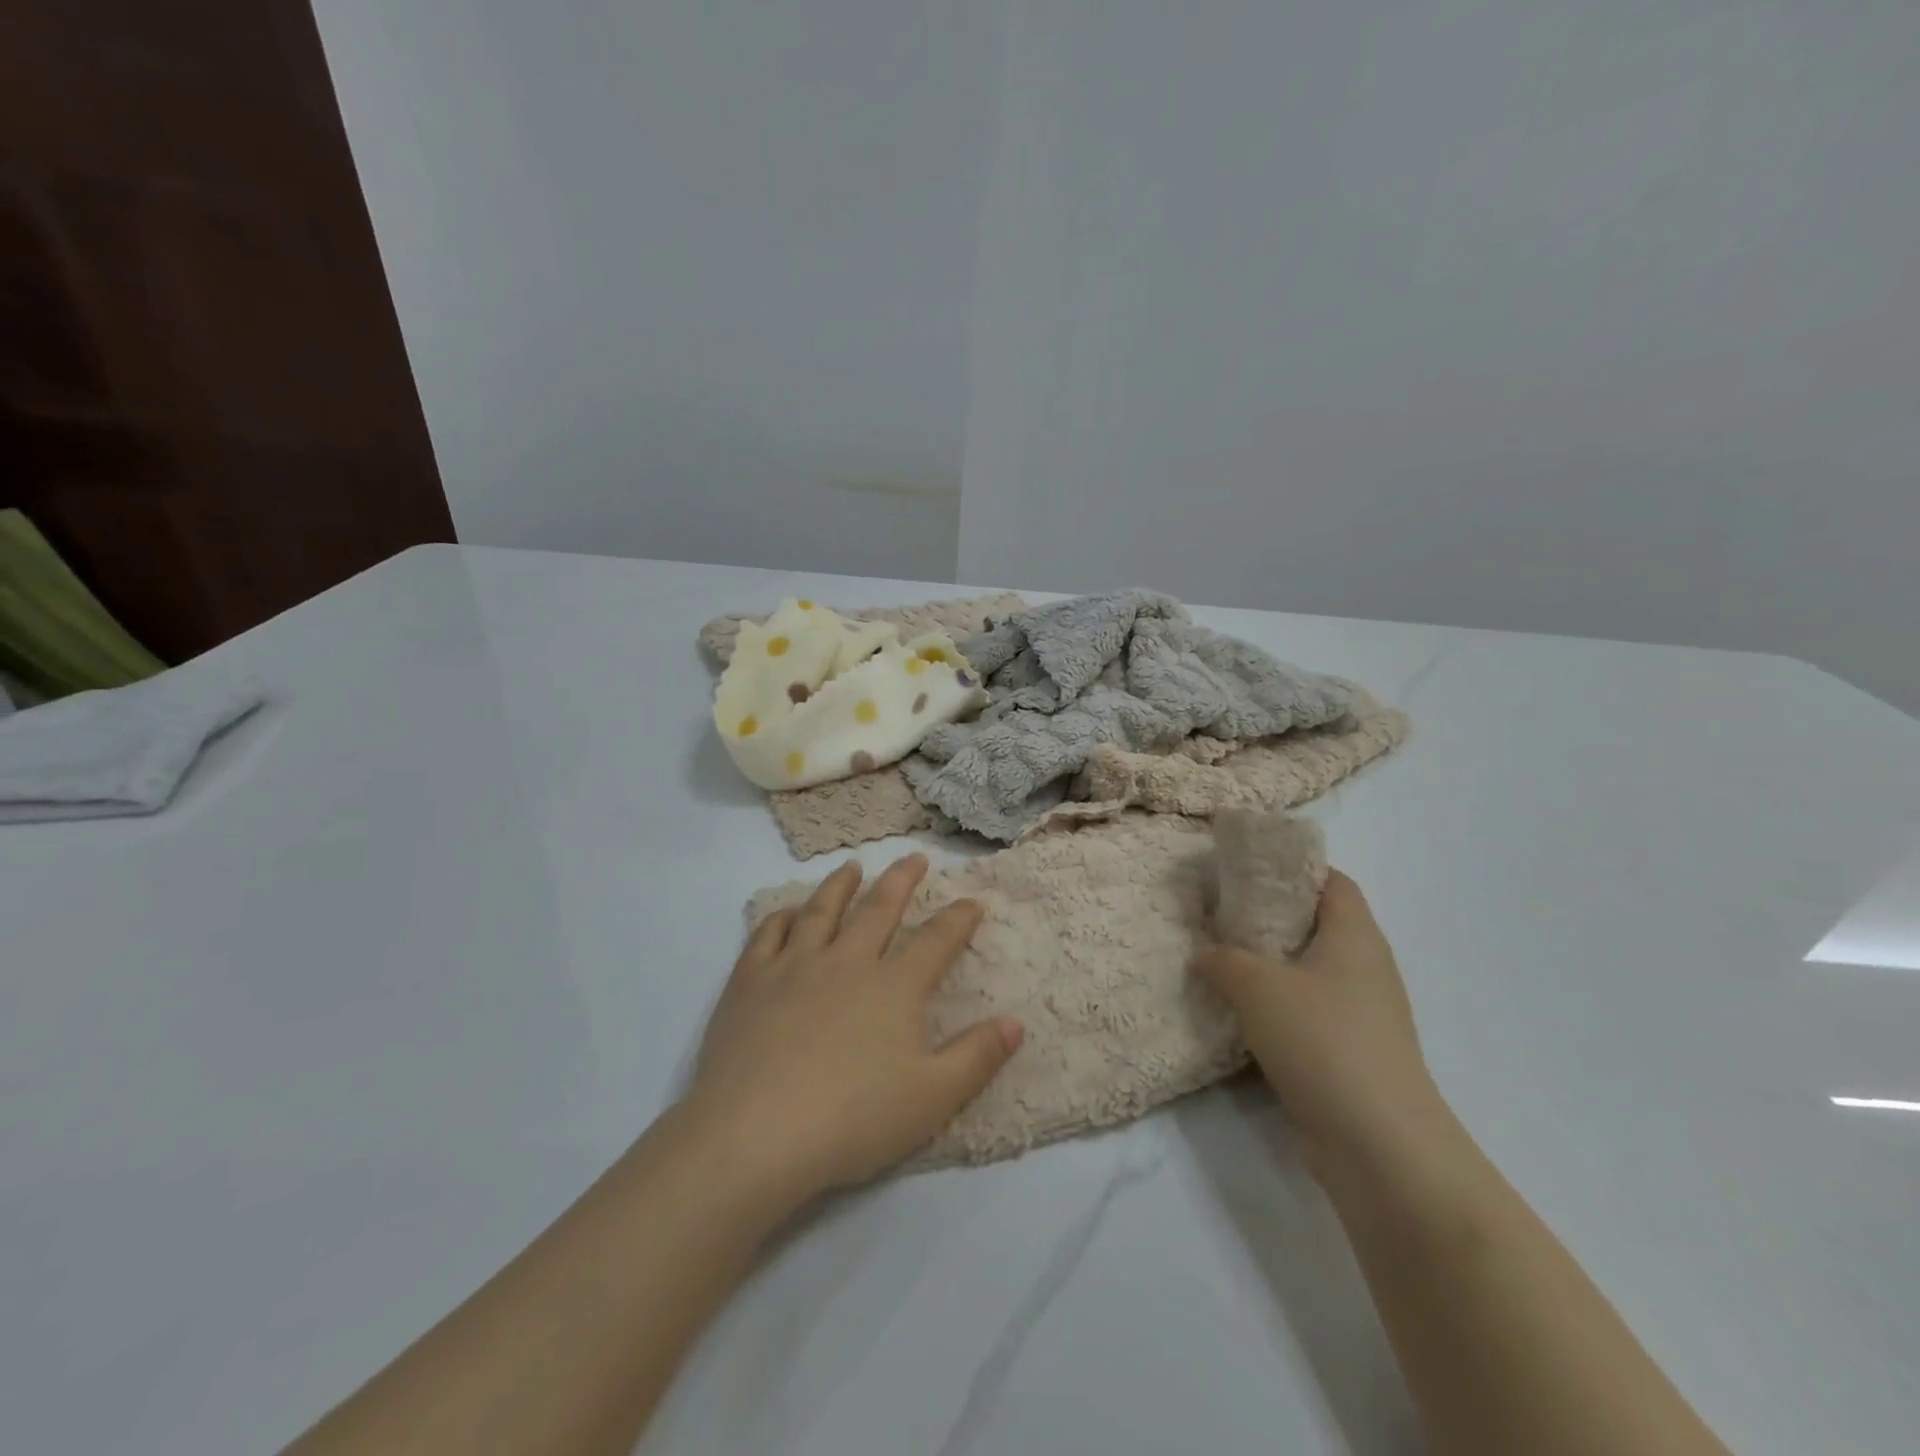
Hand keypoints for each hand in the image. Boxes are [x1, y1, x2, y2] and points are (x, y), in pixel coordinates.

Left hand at [685, 854, 1022, 1203]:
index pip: (935, 941)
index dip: (958, 919)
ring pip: (822, 911)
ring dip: (840, 885)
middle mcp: (846, 962)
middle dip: (902, 881)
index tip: (972, 901)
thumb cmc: (853, 1119)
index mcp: (893, 987)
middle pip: (879, 909)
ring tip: (852, 867)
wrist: (755, 1134)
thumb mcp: (932, 1098)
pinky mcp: (750, 982)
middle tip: (914, 858)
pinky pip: (768, 935)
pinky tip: (788, 912)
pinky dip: (781, 917)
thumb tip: (1016, 1023)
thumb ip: (977, 1057)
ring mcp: (794, 966)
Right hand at [1191, 870, 1445, 1168]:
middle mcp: (1364, 968)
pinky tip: (1235, 1013)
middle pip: (1316, 924)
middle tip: (1218, 912)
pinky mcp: (1348, 1053)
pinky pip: (1306, 1012)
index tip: (1246, 867)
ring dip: (1266, 965)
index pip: (1331, 880)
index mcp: (1355, 936)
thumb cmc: (1323, 1041)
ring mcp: (1360, 1014)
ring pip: (1307, 971)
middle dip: (1268, 916)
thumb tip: (1203, 954)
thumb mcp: (1257, 987)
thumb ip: (1222, 960)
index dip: (1293, 867)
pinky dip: (1273, 1007)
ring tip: (1217, 958)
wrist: (1380, 1147)